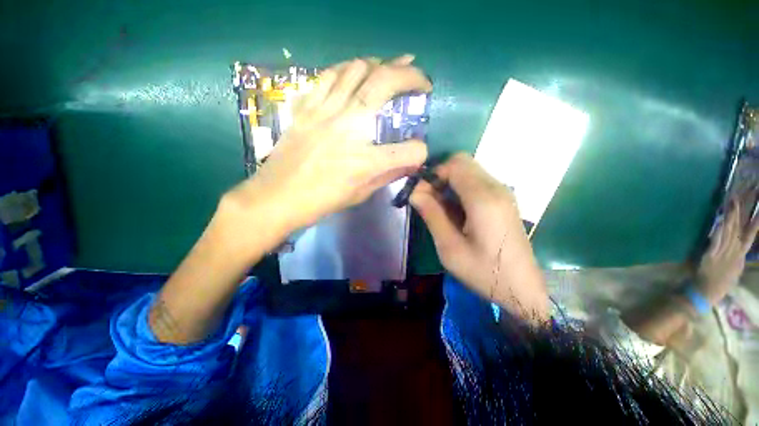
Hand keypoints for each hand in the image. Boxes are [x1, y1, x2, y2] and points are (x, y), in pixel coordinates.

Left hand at [223, 55, 430, 237]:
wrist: (278, 196)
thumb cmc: (321, 201)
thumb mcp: (360, 194)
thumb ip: (388, 175)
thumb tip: (409, 164)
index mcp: (365, 161)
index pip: (409, 151)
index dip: (420, 152)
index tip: (418, 152)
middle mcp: (349, 128)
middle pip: (386, 83)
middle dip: (412, 75)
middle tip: (421, 80)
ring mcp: (325, 112)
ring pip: (358, 68)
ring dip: (382, 64)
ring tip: (392, 70)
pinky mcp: (307, 106)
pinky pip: (330, 74)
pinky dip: (349, 68)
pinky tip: (357, 73)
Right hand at [410, 153, 548, 322]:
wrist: (523, 289)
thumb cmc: (484, 272)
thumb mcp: (450, 247)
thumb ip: (432, 214)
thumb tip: (414, 192)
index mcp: (483, 199)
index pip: (454, 164)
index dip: (433, 174)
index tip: (421, 193)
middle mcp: (496, 188)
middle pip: (463, 163)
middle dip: (441, 176)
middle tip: (429, 200)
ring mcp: (503, 193)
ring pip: (470, 171)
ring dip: (450, 183)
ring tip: (440, 208)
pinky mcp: (504, 200)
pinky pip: (478, 182)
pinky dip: (461, 189)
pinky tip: (456, 212)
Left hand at [696, 195, 758, 302]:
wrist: (706, 294)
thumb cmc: (720, 283)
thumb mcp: (735, 270)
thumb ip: (738, 258)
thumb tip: (742, 247)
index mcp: (740, 255)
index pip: (750, 234)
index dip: (755, 222)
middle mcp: (734, 251)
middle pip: (739, 228)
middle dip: (740, 213)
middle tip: (741, 197)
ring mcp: (723, 253)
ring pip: (728, 231)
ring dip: (730, 216)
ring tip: (732, 201)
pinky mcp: (710, 256)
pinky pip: (715, 241)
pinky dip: (719, 231)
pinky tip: (720, 221)